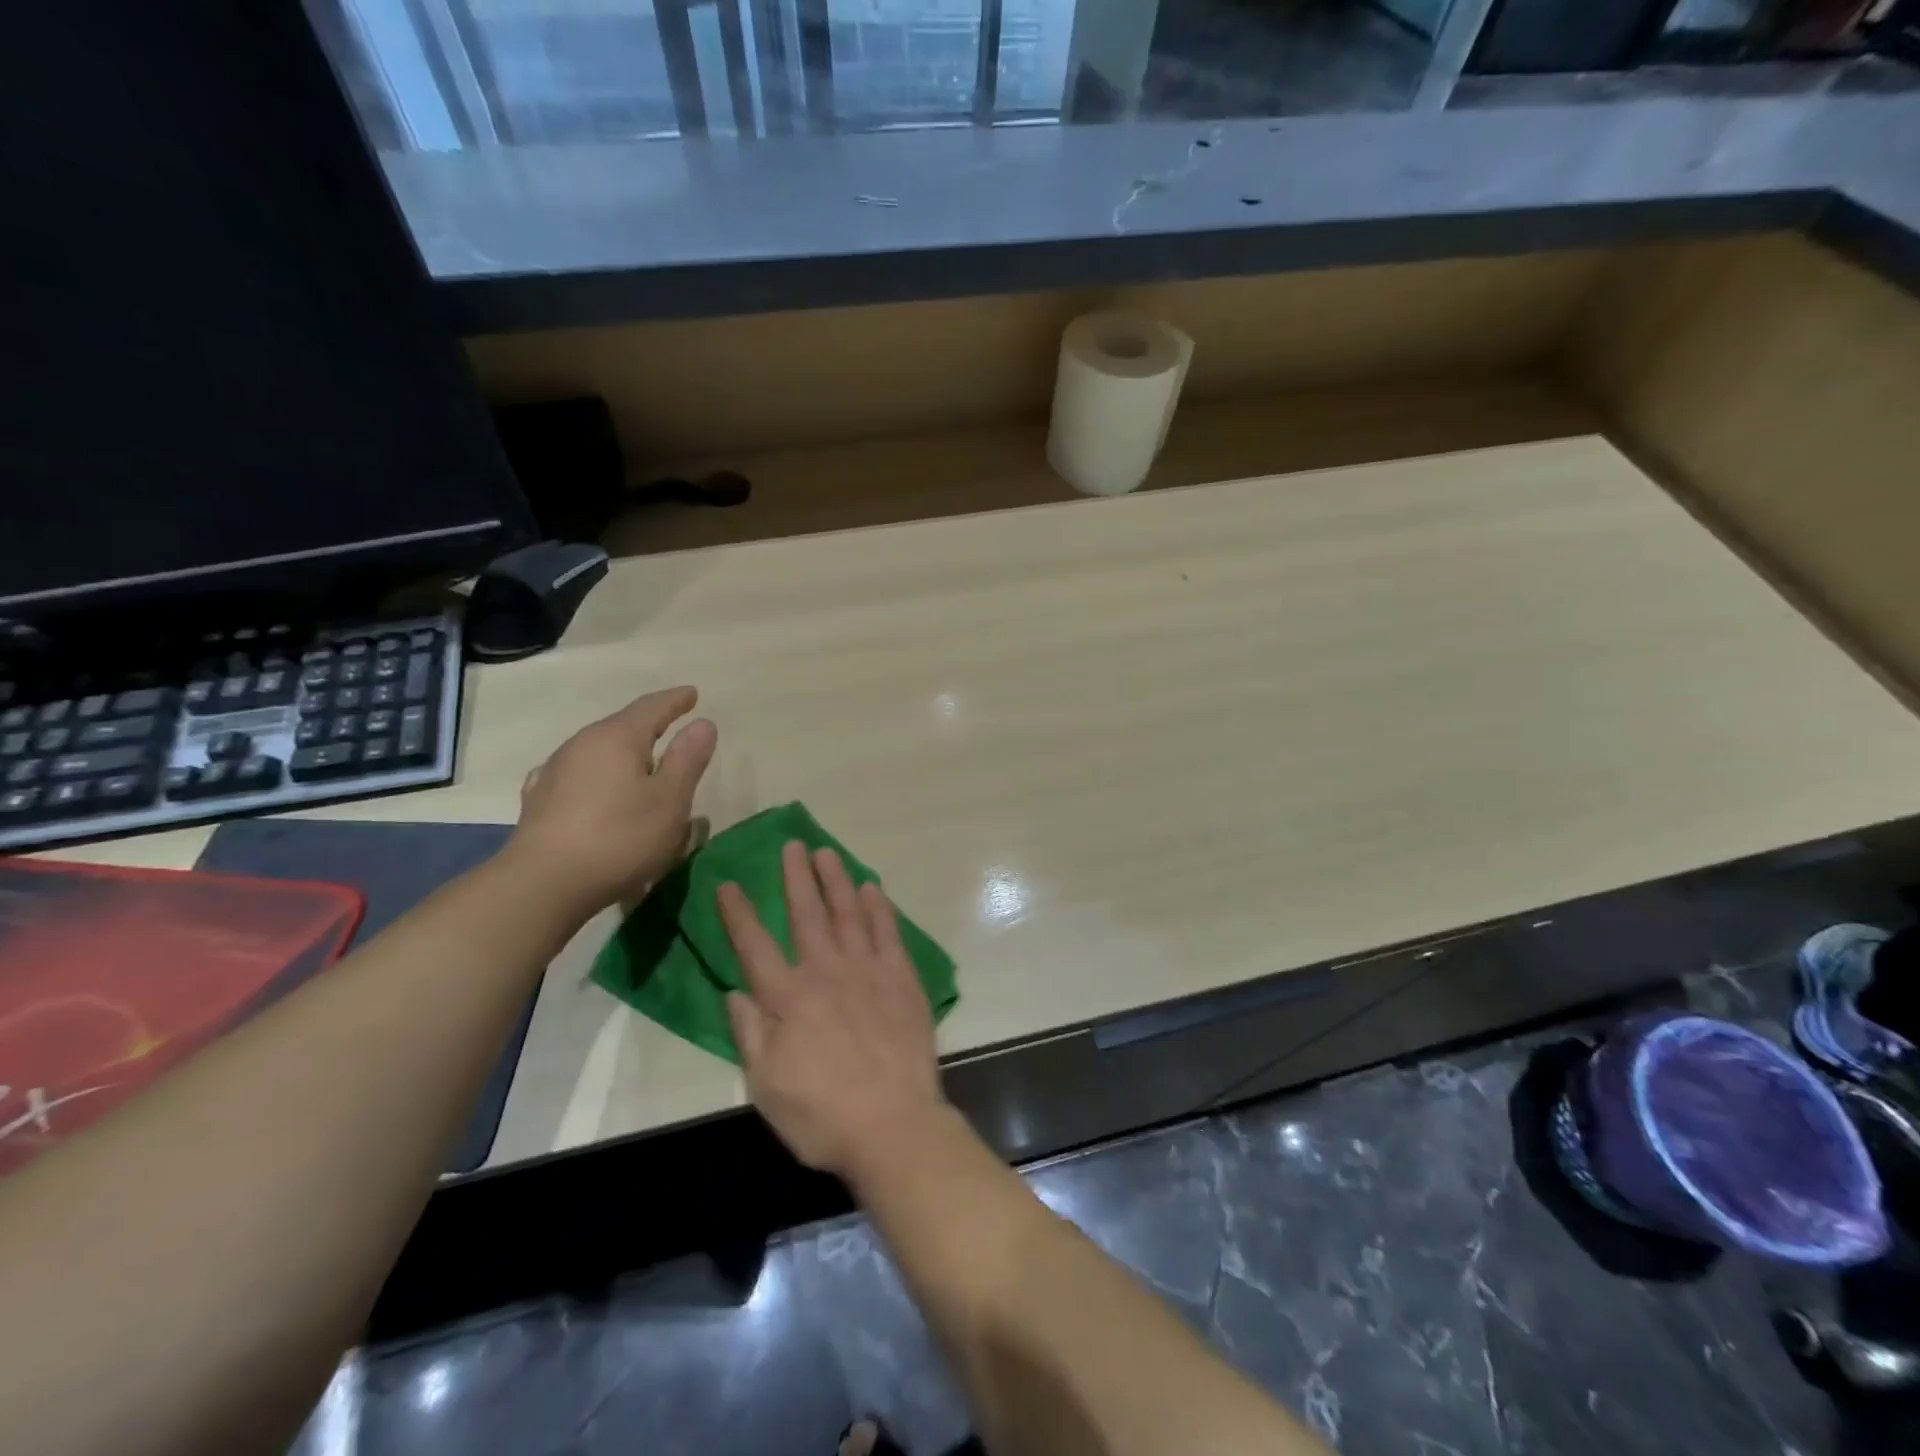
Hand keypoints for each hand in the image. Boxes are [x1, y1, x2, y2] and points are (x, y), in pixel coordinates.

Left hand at [509, 686, 716, 916]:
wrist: (543, 885)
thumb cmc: (620, 837)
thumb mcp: (670, 800)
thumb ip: (687, 759)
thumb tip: (702, 724)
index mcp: (617, 737)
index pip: (651, 707)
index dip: (675, 700)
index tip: (692, 694)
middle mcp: (581, 744)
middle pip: (622, 727)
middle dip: (649, 727)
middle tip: (672, 731)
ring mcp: (554, 772)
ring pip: (598, 752)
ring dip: (623, 755)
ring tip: (641, 768)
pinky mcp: (539, 802)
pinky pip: (579, 776)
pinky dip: (598, 777)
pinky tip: (597, 789)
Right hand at [720, 842, 945, 1177]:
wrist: (893, 1125)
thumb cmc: (821, 1115)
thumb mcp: (766, 1086)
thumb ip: (749, 1033)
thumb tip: (734, 992)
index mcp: (787, 999)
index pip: (754, 946)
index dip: (738, 913)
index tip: (727, 883)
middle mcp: (825, 972)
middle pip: (807, 914)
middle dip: (796, 877)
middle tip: (793, 845)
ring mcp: (867, 971)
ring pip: (848, 913)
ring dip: (836, 880)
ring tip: (827, 852)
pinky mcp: (901, 978)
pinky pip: (888, 932)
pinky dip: (879, 907)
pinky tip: (872, 888)